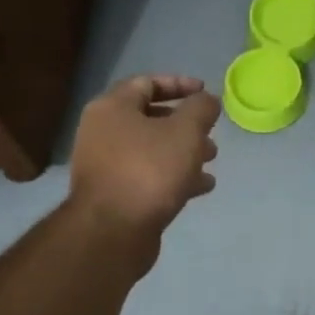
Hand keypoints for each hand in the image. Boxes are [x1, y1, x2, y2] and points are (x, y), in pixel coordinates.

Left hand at [69, 75, 220, 250]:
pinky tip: (201, 186)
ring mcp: (106, 165)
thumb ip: (201, 109)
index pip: (147, 83)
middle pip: (150, 118)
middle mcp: (102, 132)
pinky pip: (148, 176)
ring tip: (211, 160)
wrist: (113, 231)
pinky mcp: (114, 195)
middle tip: (211, 133)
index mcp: (112, 108)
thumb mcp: (186, 132)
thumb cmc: (149, 170)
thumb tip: (207, 100)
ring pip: (151, 150)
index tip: (206, 92)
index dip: (180, 84)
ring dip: (183, 152)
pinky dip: (174, 176)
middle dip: (185, 124)